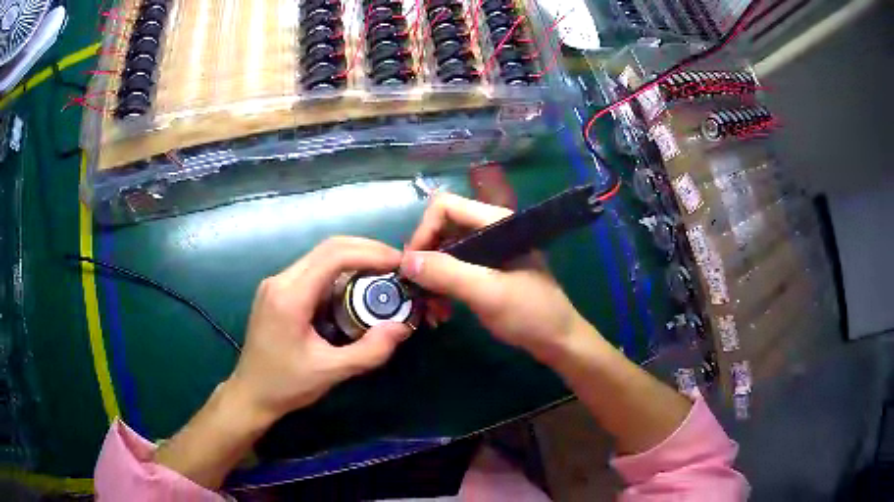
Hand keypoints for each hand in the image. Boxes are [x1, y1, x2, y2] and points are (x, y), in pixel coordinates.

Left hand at [228, 237, 411, 423]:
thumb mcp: (331, 372)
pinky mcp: (277, 290)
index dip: (371, 253)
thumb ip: (370, 350)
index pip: (334, 256)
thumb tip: (402, 326)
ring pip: (321, 257)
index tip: (399, 263)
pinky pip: (313, 271)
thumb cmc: (286, 385)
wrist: (250, 393)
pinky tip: (355, 290)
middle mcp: (280, 280)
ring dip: (354, 260)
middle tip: (396, 267)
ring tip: (381, 277)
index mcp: (289, 296)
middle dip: (366, 251)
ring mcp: (276, 283)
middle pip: (328, 248)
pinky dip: (339, 273)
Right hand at [400, 193, 588, 363]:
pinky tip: (441, 311)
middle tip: (415, 289)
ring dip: (431, 278)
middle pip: (441, 229)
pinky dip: (442, 288)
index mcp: (495, 222)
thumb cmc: (530, 313)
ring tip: (429, 309)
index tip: (412, 265)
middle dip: (425, 259)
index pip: (445, 207)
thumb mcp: (487, 293)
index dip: (423, 231)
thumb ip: (447, 274)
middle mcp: (489, 230)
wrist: (558, 340)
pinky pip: (453, 270)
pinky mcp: (485, 271)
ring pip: (443, 252)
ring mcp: (487, 251)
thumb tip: (405, 261)